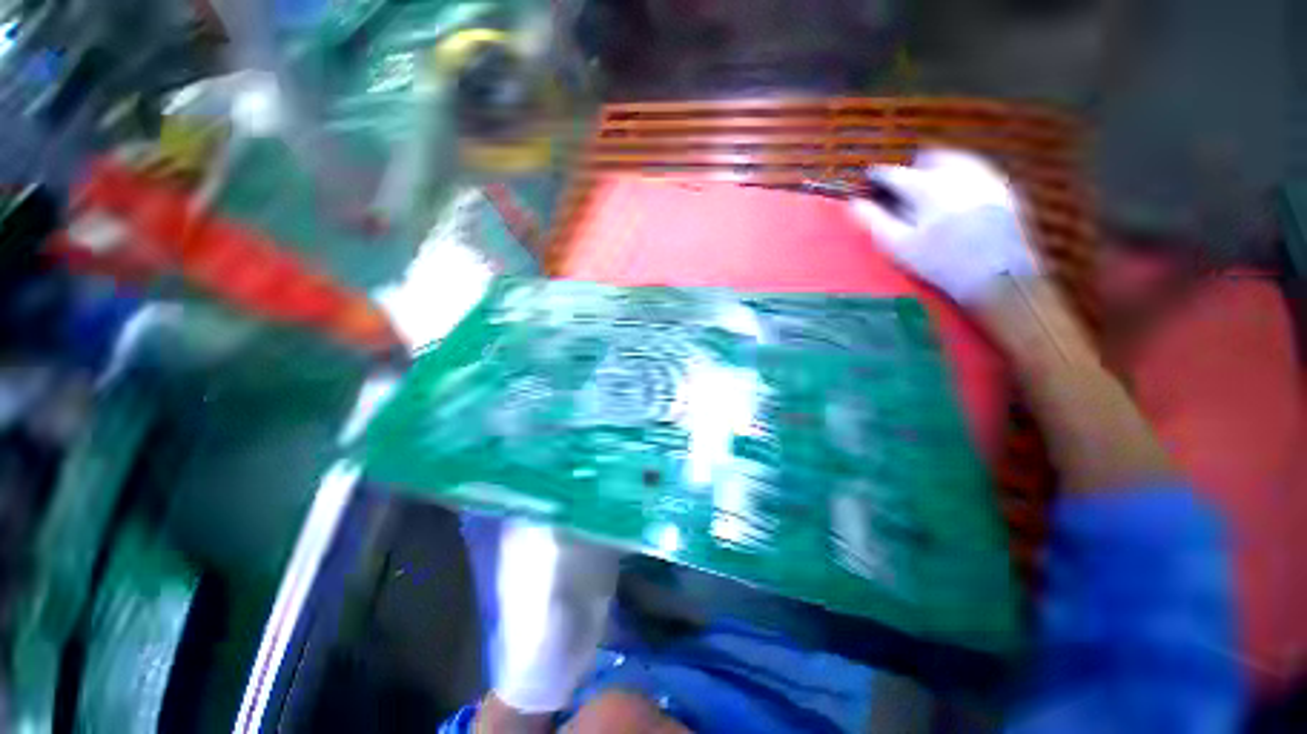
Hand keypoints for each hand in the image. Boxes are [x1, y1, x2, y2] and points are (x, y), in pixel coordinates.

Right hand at [850, 149, 1040, 304]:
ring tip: (925, 189)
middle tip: (899, 186)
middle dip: (910, 168)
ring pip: (954, 160)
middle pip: (927, 158)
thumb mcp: (899, 246)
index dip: (877, 177)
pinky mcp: (1003, 188)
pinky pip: (976, 171)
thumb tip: (854, 203)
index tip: (868, 181)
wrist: (999, 275)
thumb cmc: (941, 262)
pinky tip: (955, 198)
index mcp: (927, 186)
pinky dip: (959, 177)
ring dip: (935, 169)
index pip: (894, 173)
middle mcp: (957, 172)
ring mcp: (985, 177)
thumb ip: (874, 221)